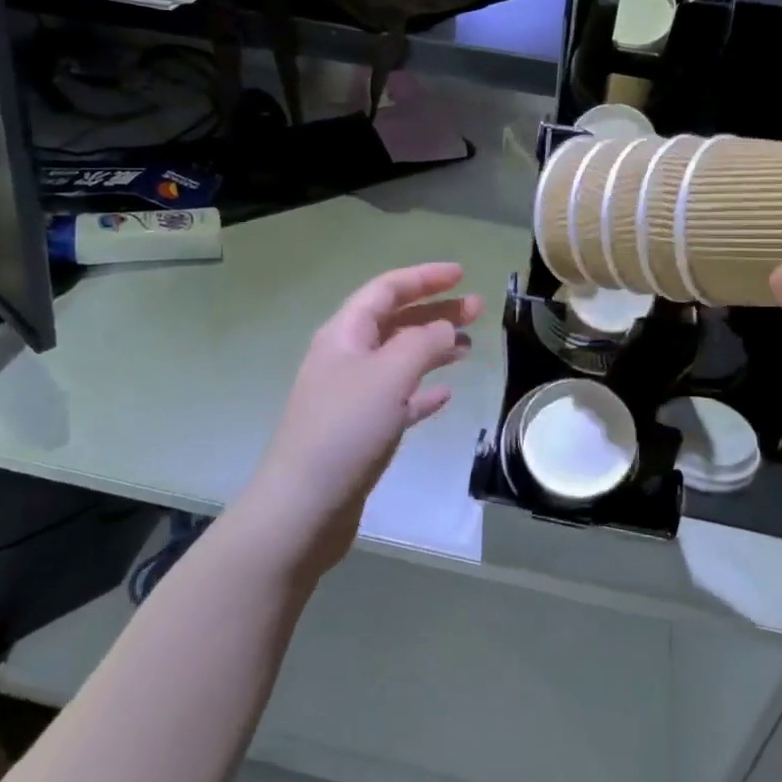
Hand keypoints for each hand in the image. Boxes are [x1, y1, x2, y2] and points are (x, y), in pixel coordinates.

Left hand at [240, 263, 480, 580]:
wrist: (303, 507)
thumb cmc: (345, 430)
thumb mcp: (389, 375)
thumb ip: (422, 343)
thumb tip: (445, 327)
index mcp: (345, 334)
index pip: (386, 289)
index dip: (424, 277)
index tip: (461, 275)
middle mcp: (346, 357)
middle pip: (395, 321)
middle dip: (435, 311)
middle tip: (478, 310)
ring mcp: (351, 395)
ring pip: (399, 359)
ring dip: (433, 349)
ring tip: (469, 349)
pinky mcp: (360, 430)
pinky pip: (397, 398)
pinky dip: (422, 391)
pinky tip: (445, 396)